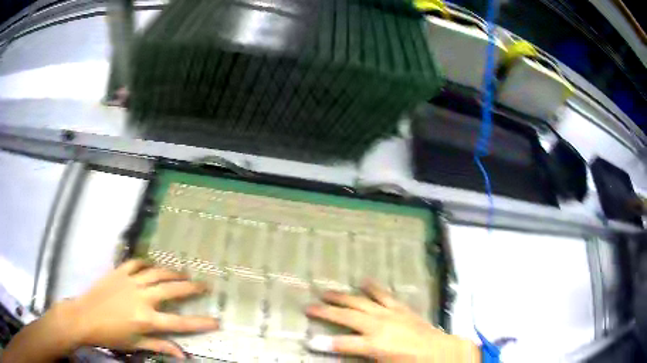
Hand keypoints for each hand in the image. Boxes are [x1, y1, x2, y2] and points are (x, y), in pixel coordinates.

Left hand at [64, 259, 218, 357]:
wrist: (84, 316)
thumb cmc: (110, 335)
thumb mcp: (135, 344)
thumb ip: (160, 346)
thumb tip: (182, 355)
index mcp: (146, 319)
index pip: (179, 322)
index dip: (200, 322)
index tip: (216, 321)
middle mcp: (142, 297)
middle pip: (171, 289)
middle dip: (191, 287)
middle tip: (204, 285)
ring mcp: (130, 281)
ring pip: (156, 272)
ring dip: (172, 272)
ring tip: (183, 273)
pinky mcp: (119, 272)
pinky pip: (136, 263)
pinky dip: (146, 263)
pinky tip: (151, 265)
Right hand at [306, 280, 479, 361]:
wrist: (440, 351)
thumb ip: (364, 359)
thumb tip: (345, 357)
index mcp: (375, 344)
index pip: (342, 344)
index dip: (323, 343)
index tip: (307, 340)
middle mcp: (379, 325)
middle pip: (347, 317)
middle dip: (326, 312)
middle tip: (308, 307)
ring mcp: (390, 314)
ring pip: (361, 302)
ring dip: (343, 297)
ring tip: (326, 292)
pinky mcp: (400, 308)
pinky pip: (384, 295)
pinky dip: (373, 288)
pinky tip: (363, 281)